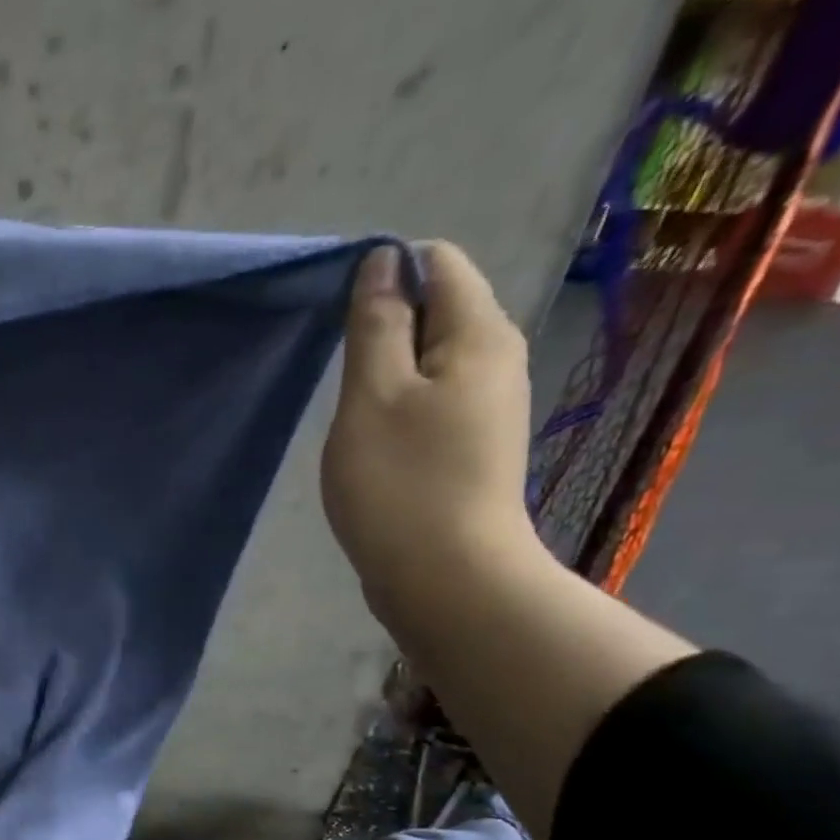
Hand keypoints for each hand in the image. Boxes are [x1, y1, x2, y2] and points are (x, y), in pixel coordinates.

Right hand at [321, 242, 538, 614]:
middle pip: (439, 310)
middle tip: (342, 380)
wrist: (447, 577)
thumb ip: (376, 326)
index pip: (438, 263)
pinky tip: (374, 445)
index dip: (385, 277)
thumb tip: (382, 263)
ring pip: (432, 361)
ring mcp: (490, 406)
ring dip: (387, 375)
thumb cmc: (401, 483)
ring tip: (354, 416)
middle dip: (384, 329)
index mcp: (479, 334)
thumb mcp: (372, 397)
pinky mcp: (474, 446)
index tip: (342, 326)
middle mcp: (498, 359)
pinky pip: (433, 401)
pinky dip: (399, 408)